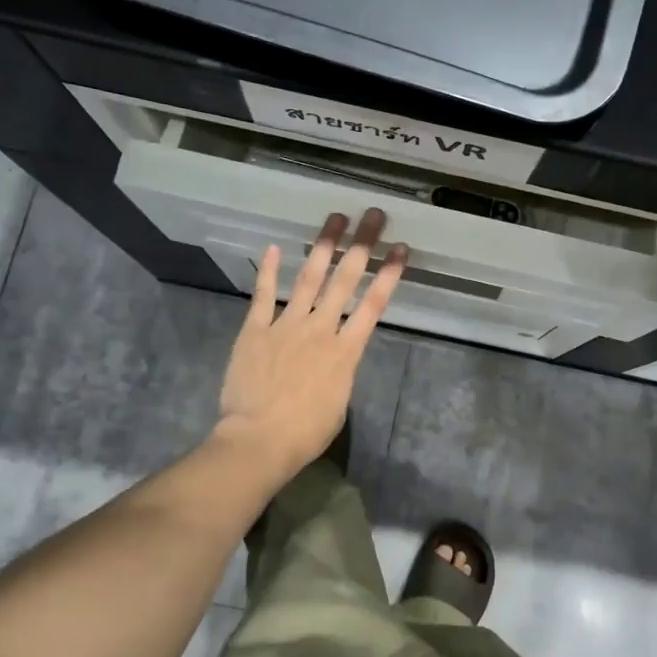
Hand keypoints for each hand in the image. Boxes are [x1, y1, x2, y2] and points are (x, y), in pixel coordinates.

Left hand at [214, 208, 406, 482]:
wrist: (259, 440)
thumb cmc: (305, 432)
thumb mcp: (338, 402)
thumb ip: (341, 371)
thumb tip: (338, 354)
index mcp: (346, 351)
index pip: (374, 304)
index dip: (389, 274)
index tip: (400, 248)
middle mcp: (320, 329)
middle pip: (345, 280)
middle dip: (362, 245)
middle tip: (373, 216)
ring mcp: (286, 325)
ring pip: (309, 278)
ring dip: (323, 246)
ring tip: (334, 219)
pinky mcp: (256, 329)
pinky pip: (264, 295)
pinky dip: (270, 270)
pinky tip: (276, 247)